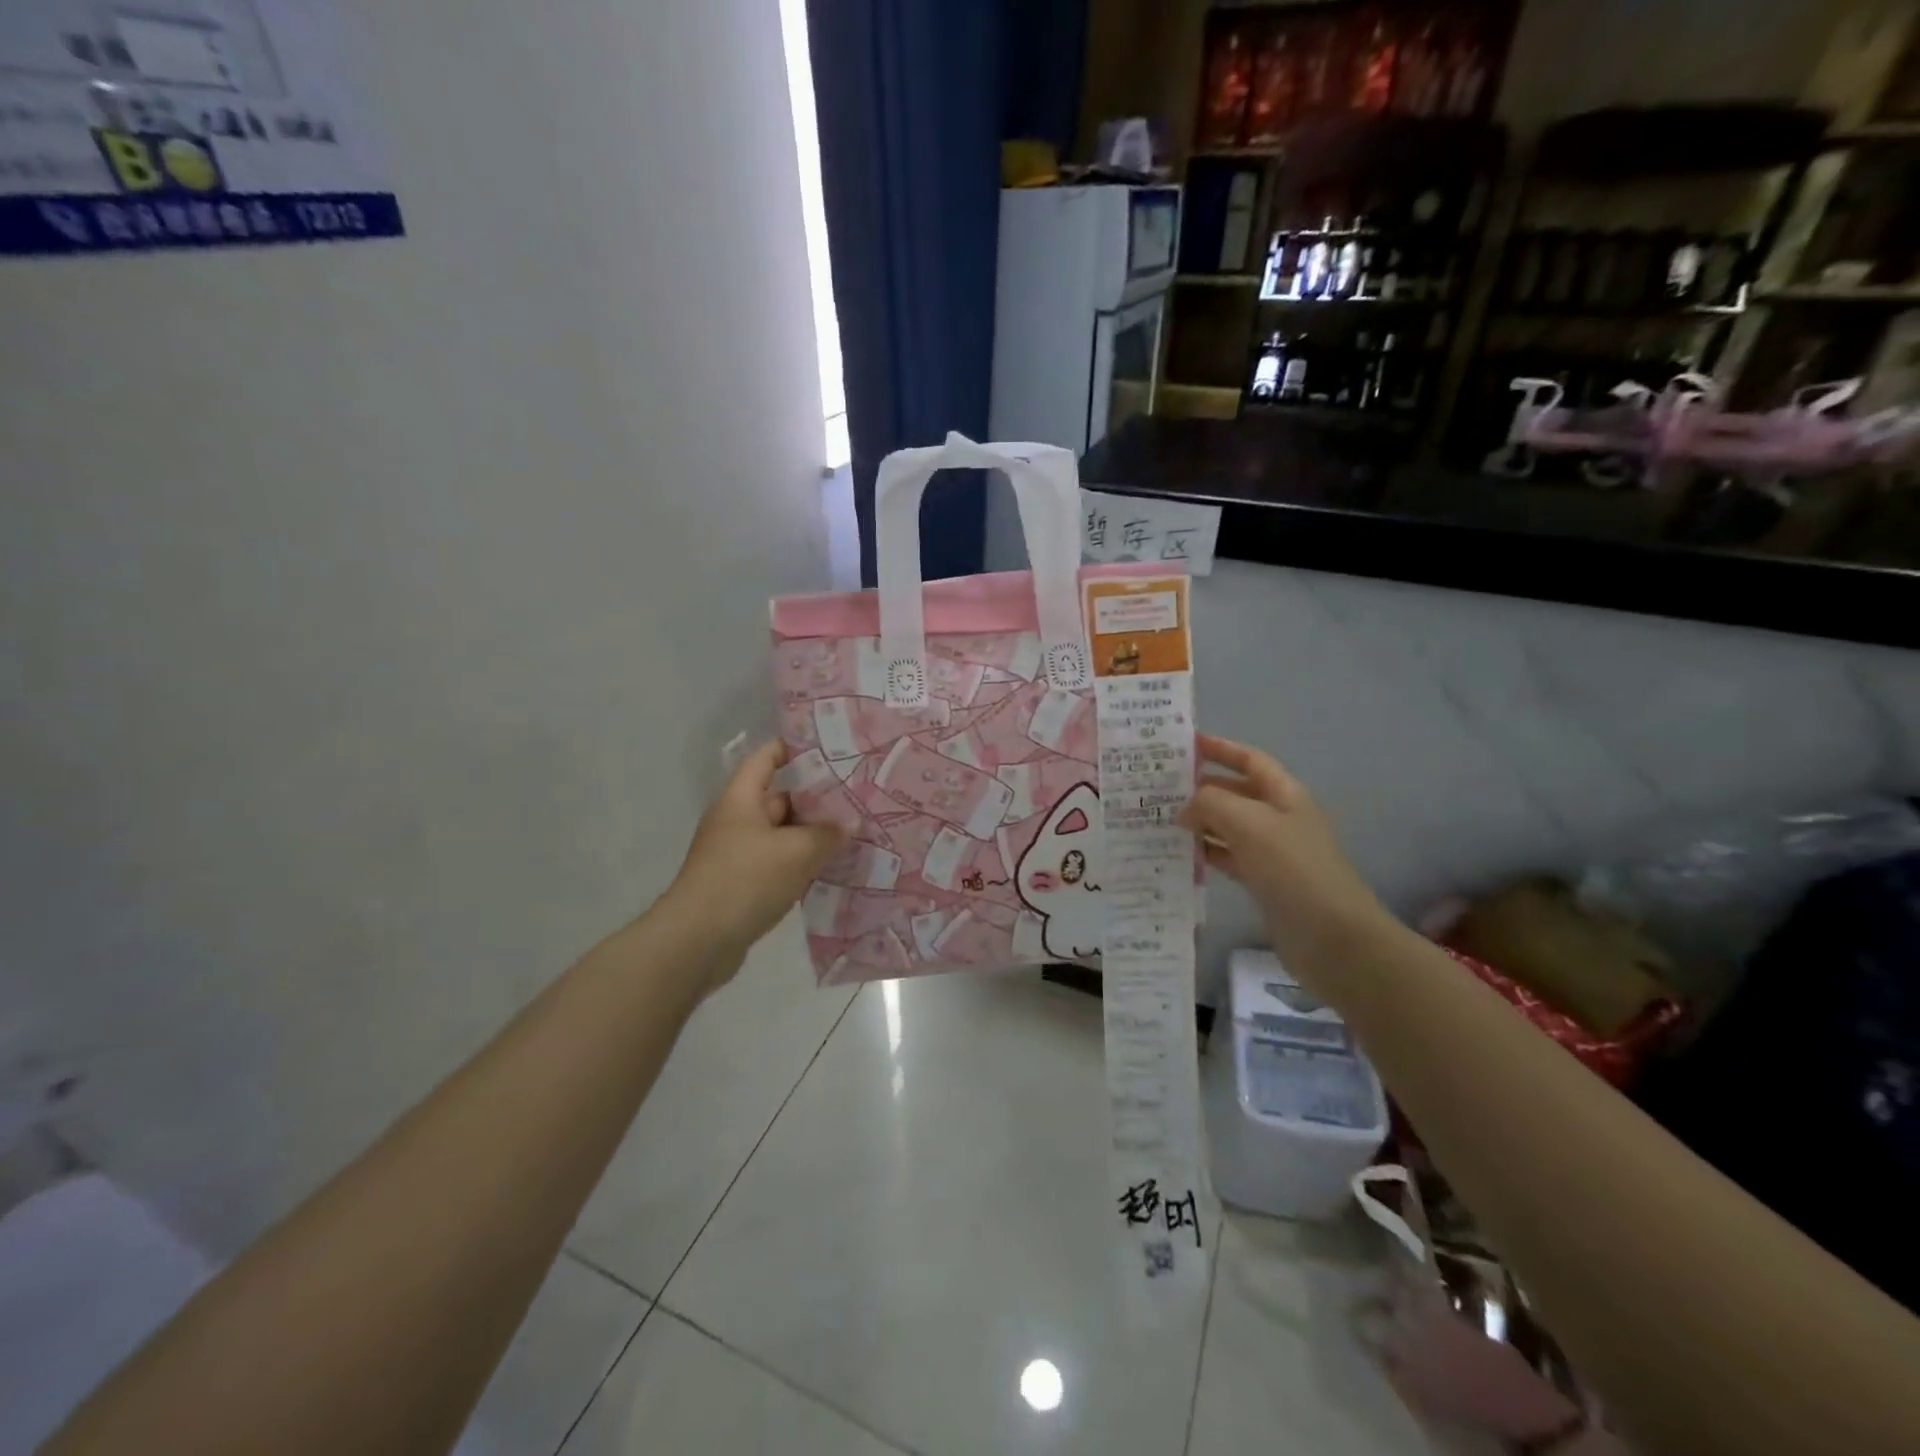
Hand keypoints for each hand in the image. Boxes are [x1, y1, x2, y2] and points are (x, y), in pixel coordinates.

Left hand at [668, 741, 843, 978]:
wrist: (696, 943)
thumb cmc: (744, 881)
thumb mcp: (795, 852)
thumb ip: (826, 834)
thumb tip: (848, 825)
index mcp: (741, 799)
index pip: (766, 758)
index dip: (794, 748)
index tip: (831, 748)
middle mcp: (737, 821)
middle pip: (780, 798)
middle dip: (817, 798)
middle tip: (858, 797)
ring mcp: (738, 854)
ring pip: (783, 835)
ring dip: (813, 836)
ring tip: (855, 833)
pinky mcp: (742, 885)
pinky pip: (779, 864)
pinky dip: (803, 864)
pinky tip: (833, 870)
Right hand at [1181, 734, 1397, 976]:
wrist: (1332, 937)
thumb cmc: (1293, 868)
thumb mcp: (1249, 823)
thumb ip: (1211, 804)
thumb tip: (1185, 809)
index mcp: (1284, 794)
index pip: (1249, 760)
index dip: (1220, 748)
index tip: (1184, 744)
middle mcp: (1278, 817)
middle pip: (1235, 792)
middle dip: (1200, 787)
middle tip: (1157, 786)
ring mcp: (1271, 852)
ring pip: (1227, 826)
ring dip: (1198, 821)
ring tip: (1158, 819)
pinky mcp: (1263, 882)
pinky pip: (1227, 857)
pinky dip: (1205, 853)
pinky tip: (1178, 855)